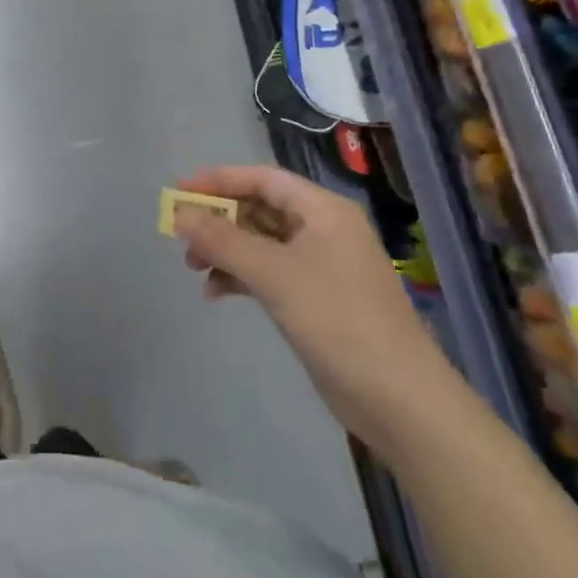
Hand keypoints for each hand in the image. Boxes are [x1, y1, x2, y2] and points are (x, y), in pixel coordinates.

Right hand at [170, 165, 453, 440]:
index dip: (218, 180)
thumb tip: (179, 214)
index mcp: (323, 210)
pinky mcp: (318, 298)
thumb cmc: (337, 320)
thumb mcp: (273, 274)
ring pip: (263, 243)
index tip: (179, 192)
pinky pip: (271, 272)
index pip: (263, 178)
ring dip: (227, 250)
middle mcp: (324, 229)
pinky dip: (242, 277)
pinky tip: (217, 293)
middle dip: (220, 219)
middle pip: (261, 208)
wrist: (399, 398)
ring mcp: (323, 265)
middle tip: (182, 237)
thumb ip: (222, 240)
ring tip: (194, 268)